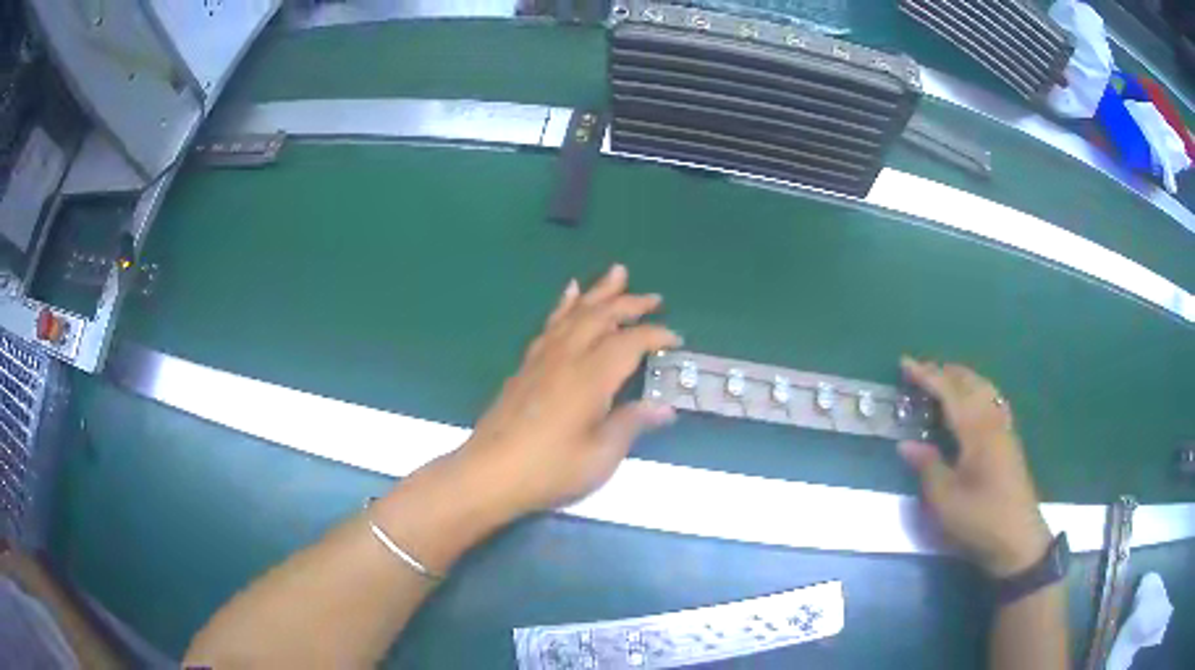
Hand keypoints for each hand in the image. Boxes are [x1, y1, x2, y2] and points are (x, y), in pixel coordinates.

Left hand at [460, 265, 680, 516]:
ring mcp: (542, 359)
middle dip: (630, 303)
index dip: (655, 335)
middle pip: (602, 317)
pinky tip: (569, 295)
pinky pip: (550, 324)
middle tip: (654, 297)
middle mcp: (567, 357)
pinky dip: (564, 305)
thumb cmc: (549, 469)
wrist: (489, 473)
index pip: (630, 342)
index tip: (676, 339)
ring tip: (616, 273)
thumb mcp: (600, 456)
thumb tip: (665, 407)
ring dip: (598, 293)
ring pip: (575, 313)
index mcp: (591, 377)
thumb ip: (631, 424)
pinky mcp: (526, 366)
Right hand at [898, 358, 1051, 576]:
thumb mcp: (946, 501)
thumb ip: (928, 467)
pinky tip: (973, 401)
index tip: (904, 363)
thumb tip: (906, 444)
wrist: (1017, 538)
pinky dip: (978, 391)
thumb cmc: (980, 519)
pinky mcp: (1009, 441)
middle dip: (945, 371)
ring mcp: (1004, 429)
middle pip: (970, 383)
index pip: (949, 392)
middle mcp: (992, 421)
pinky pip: (993, 401)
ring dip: (963, 378)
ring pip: (985, 389)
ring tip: (944, 378)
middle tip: (920, 370)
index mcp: (976, 431)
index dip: (926, 375)